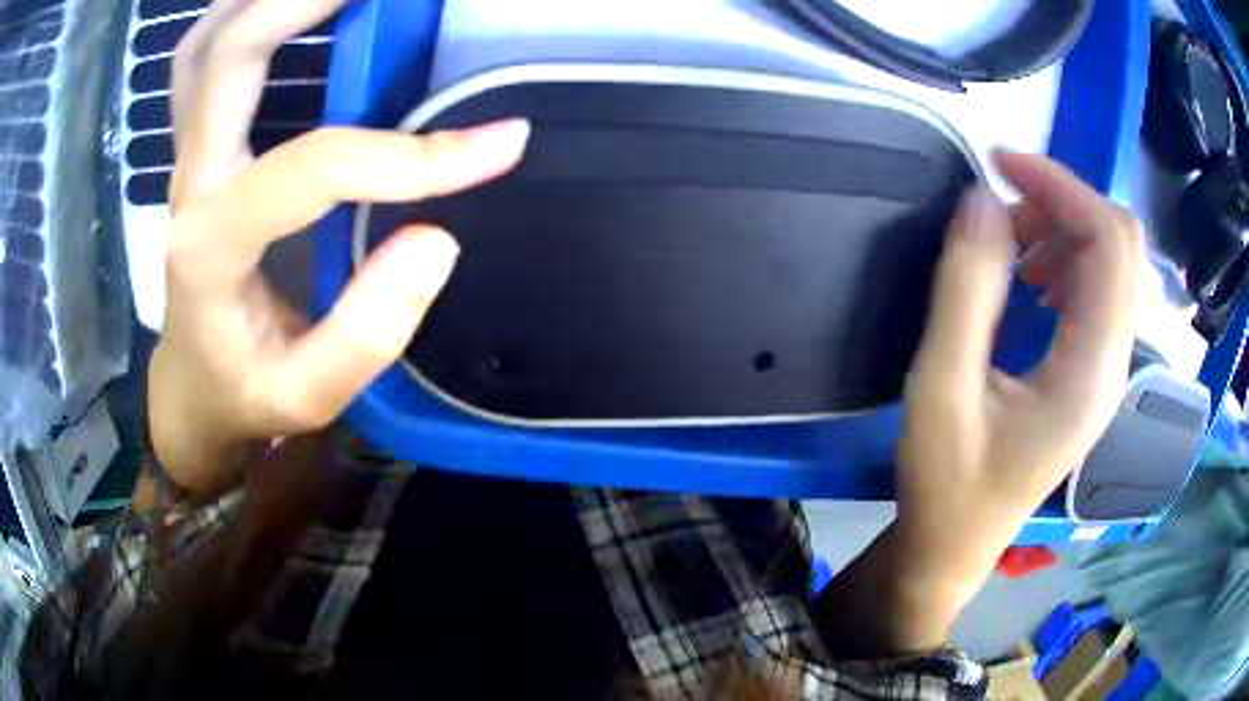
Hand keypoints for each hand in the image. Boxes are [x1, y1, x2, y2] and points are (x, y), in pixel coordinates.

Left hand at [149, 0, 529, 493]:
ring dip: (262, 0)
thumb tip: (435, 238)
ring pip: (204, 47)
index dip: (411, 155)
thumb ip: (368, 332)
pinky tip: (278, 9)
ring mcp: (187, 158)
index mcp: (212, 248)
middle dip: (307, 3)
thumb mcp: (309, 395)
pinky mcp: (195, 151)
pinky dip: (235, 18)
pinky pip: (198, 63)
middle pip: (232, 55)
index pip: (315, 168)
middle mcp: (191, 183)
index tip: (501, 147)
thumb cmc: (245, 394)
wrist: (190, 388)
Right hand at [817, 152, 1142, 655]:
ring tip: (1012, 243)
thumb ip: (967, 289)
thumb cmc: (946, 484)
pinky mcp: (1091, 372)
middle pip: (1121, 245)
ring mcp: (1106, 369)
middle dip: (1066, 201)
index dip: (1062, 186)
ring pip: (1113, 262)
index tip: (999, 163)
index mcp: (1090, 373)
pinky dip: (1067, 258)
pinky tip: (1032, 276)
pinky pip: (1099, 289)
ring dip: (1065, 228)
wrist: (953, 546)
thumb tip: (983, 199)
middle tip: (1003, 204)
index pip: (1109, 244)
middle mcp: (1113, 365)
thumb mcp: (942, 387)